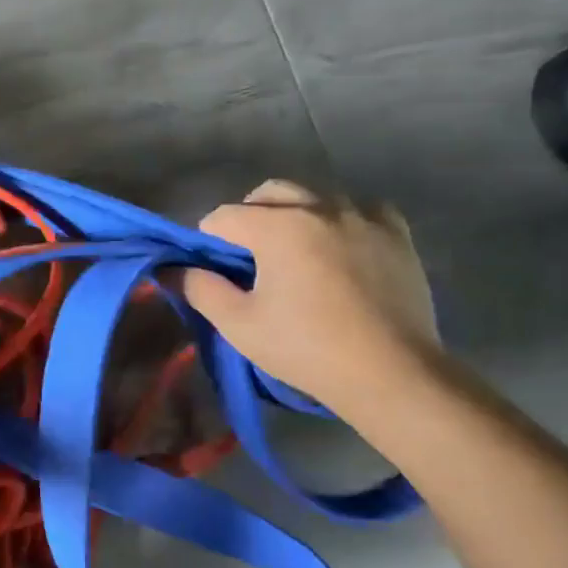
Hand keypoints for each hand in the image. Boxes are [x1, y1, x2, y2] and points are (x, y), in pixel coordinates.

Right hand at [178, 180, 439, 411]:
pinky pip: (361, 209)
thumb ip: (199, 289)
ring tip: (294, 252)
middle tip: (249, 256)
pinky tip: (340, 247)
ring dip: (294, 215)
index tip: (214, 269)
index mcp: (278, 227)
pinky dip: (342, 219)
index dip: (209, 240)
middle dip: (249, 216)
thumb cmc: (305, 349)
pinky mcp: (396, 234)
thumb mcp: (239, 324)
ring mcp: (364, 217)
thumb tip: (170, 269)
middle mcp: (320, 208)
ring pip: (315, 196)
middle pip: (270, 193)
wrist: (391, 373)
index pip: (225, 216)